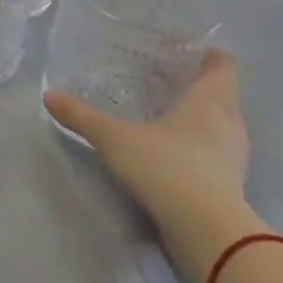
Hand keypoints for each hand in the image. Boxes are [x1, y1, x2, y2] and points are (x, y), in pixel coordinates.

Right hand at [44, 50, 262, 282]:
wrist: (208, 232)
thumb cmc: (166, 168)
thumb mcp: (114, 139)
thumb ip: (82, 117)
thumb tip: (48, 95)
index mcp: (207, 105)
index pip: (221, 70)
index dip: (213, 58)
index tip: (200, 50)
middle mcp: (227, 128)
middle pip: (226, 99)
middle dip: (208, 89)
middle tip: (180, 80)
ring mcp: (234, 161)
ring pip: (226, 129)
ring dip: (208, 121)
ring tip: (179, 115)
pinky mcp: (231, 188)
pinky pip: (220, 156)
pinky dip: (205, 149)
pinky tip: (181, 154)